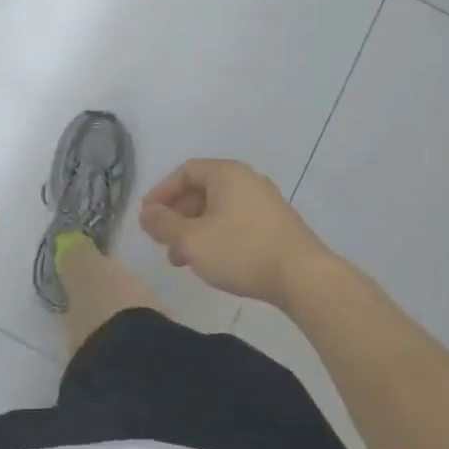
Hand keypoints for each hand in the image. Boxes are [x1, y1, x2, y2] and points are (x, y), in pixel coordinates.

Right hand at [139, 159, 331, 306]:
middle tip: (162, 241)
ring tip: (181, 260)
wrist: (303, 276)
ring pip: (218, 209)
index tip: (147, 217)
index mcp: (226, 173)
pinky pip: (236, 221)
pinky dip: (216, 236)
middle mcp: (247, 180)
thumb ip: (163, 225)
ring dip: (194, 230)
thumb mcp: (192, 240)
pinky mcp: (276, 224)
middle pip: (202, 190)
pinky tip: (210, 262)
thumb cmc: (241, 251)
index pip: (185, 171)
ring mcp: (265, 202)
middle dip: (177, 216)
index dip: (161, 192)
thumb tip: (146, 214)